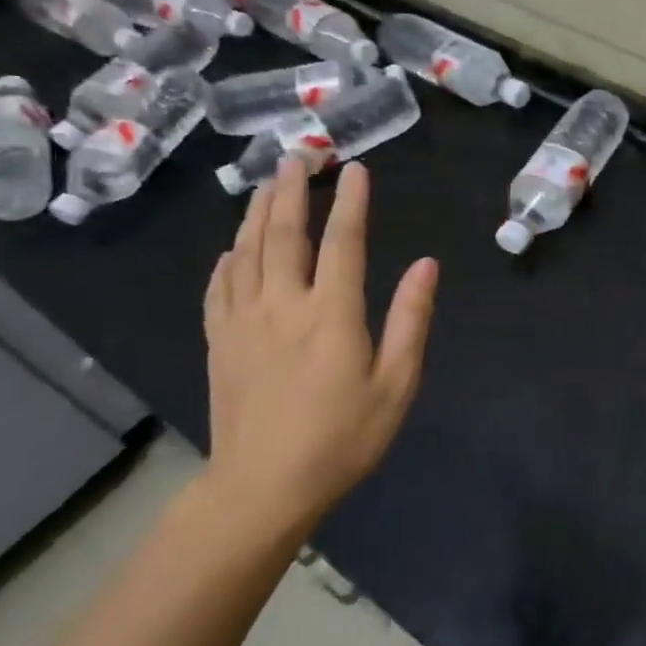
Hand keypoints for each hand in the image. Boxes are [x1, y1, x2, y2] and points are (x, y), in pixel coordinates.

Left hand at [202, 157, 437, 536]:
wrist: (263, 488)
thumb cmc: (343, 438)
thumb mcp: (396, 384)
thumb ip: (411, 320)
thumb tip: (426, 264)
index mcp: (331, 315)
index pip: (342, 242)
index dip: (350, 202)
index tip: (355, 168)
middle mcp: (282, 306)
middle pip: (283, 234)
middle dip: (291, 191)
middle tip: (298, 156)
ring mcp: (242, 323)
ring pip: (246, 253)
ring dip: (256, 213)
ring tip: (267, 184)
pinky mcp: (219, 343)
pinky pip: (219, 288)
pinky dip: (227, 260)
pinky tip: (231, 249)